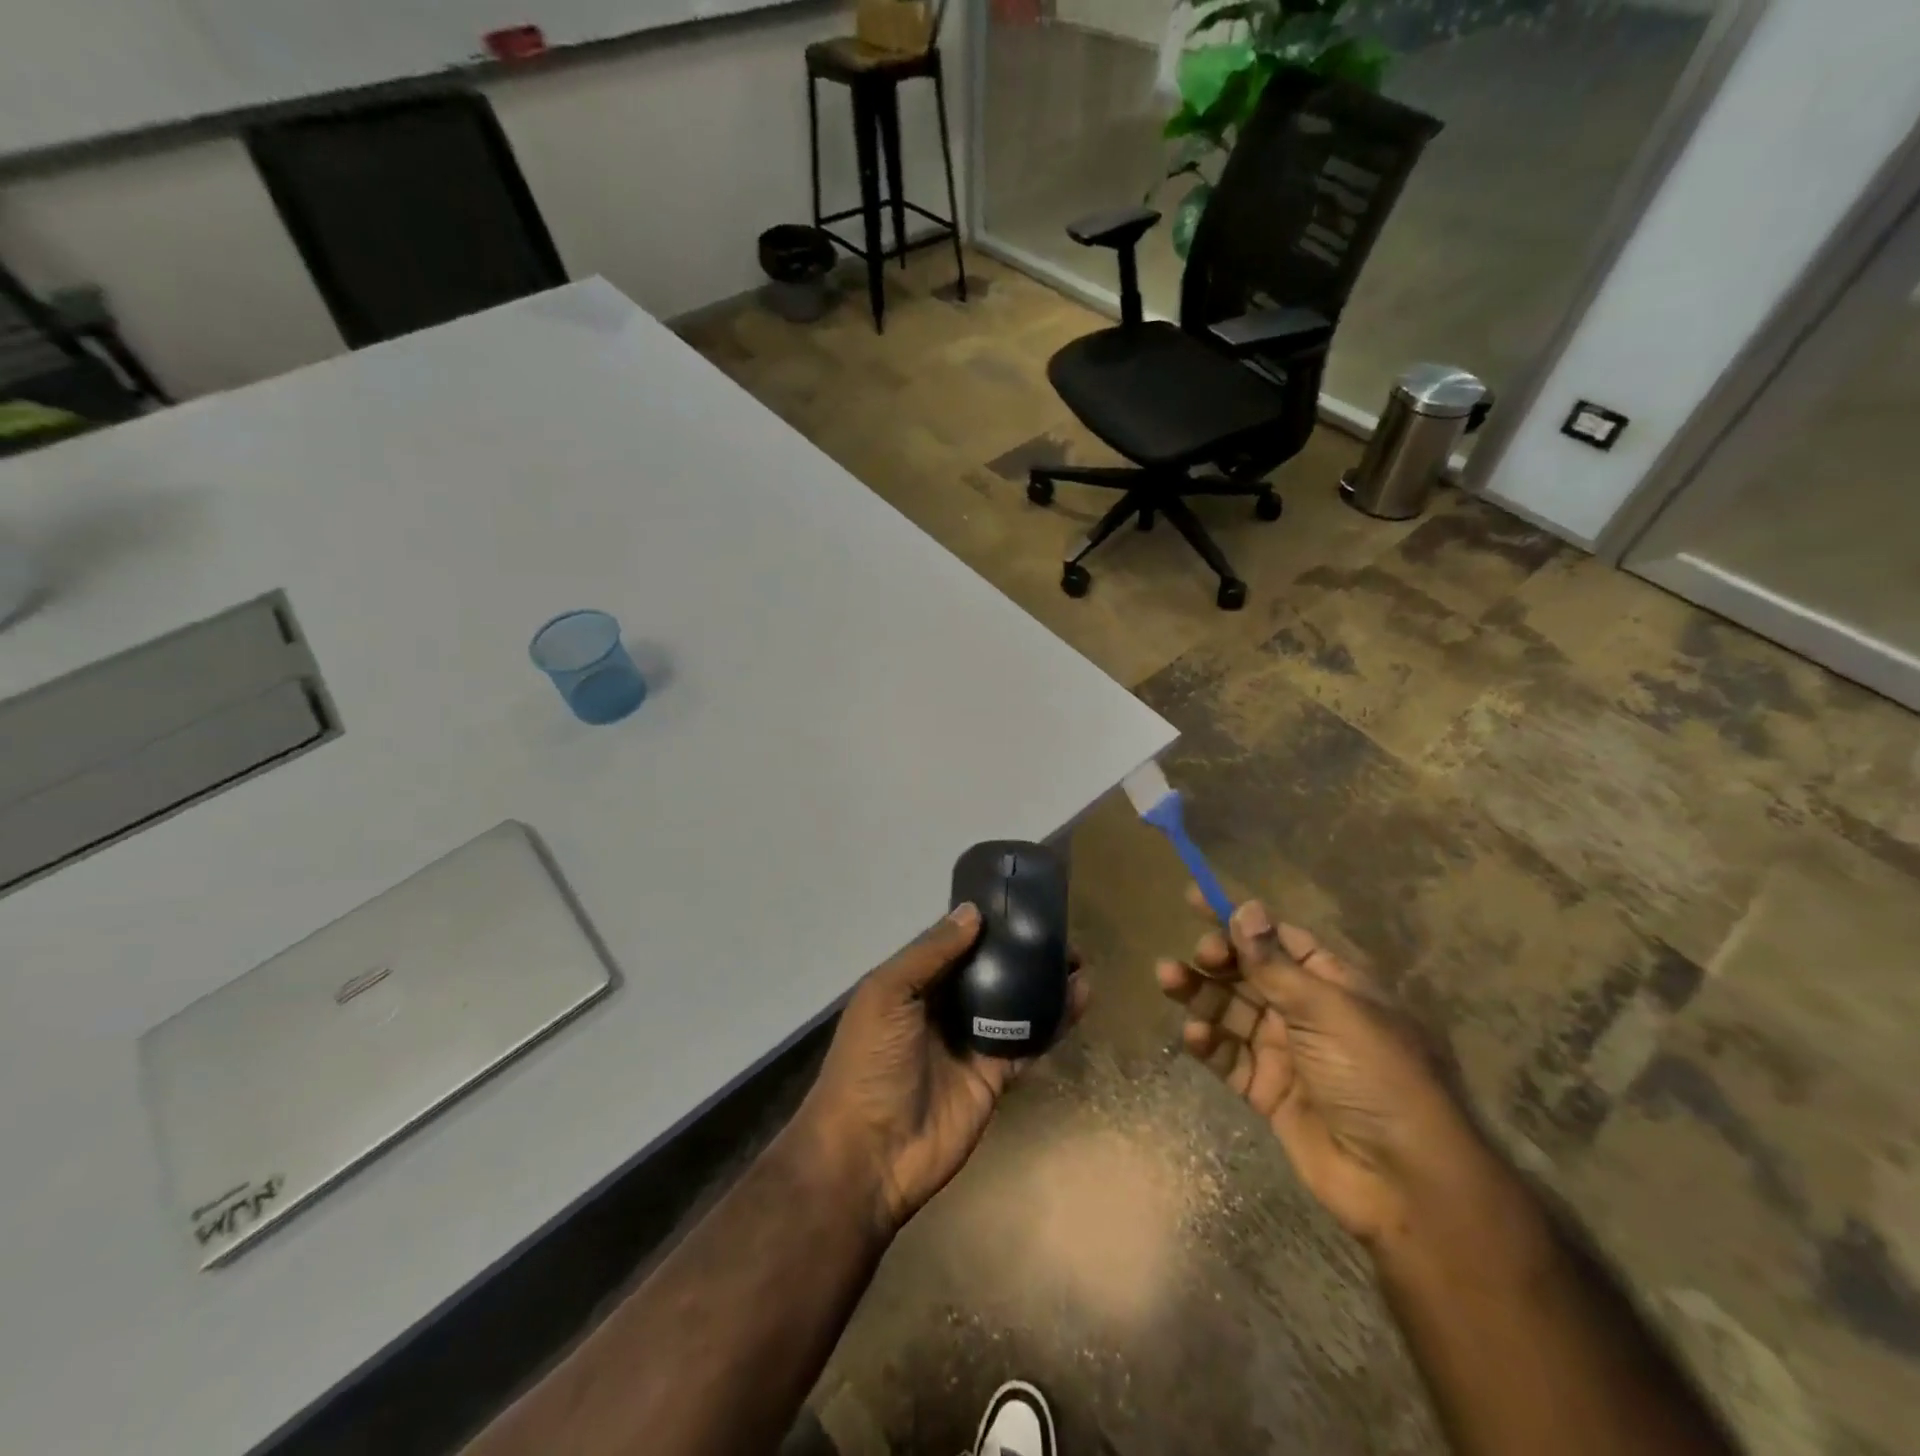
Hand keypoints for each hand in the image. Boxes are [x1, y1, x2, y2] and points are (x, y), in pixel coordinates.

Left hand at [798, 904, 1088, 1236]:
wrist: (870, 1153)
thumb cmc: (870, 1061)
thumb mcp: (887, 994)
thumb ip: (930, 953)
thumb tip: (973, 912)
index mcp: (914, 983)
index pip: (955, 943)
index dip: (986, 924)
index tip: (1021, 903)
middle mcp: (944, 1007)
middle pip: (990, 971)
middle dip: (1022, 952)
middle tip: (1061, 933)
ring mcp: (971, 1042)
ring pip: (1015, 1003)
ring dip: (1044, 983)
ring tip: (1080, 962)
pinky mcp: (994, 1075)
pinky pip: (1028, 1042)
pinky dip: (1054, 1022)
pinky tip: (1080, 999)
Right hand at [1156, 894, 1494, 1248]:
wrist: (1406, 1183)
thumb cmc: (1376, 1076)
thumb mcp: (1327, 1010)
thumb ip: (1275, 963)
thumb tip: (1245, 907)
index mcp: (1332, 984)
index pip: (1277, 938)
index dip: (1237, 919)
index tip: (1194, 899)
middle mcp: (1306, 1013)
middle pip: (1248, 972)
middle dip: (1217, 958)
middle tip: (1197, 957)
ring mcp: (1286, 1053)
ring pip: (1231, 1011)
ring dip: (1200, 994)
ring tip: (1168, 980)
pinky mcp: (1268, 1091)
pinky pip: (1229, 1057)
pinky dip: (1209, 1043)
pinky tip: (1197, 1036)